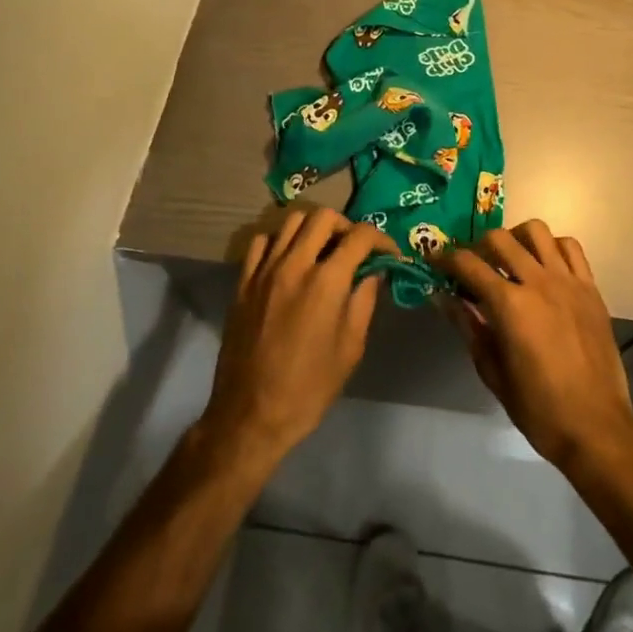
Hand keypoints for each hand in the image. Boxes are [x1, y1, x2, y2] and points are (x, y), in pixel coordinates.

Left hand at [200, 207, 399, 465]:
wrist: (251, 415)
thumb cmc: (309, 388)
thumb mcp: (350, 348)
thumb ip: (364, 302)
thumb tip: (373, 273)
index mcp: (326, 282)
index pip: (360, 236)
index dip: (381, 240)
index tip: (388, 254)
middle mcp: (294, 264)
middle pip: (324, 216)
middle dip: (346, 226)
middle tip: (354, 249)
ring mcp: (265, 270)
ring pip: (292, 221)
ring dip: (313, 228)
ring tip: (323, 250)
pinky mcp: (243, 282)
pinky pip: (262, 241)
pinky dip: (280, 241)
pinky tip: (289, 261)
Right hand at [439, 221, 632, 473]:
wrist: (596, 428)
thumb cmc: (538, 408)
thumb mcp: (493, 372)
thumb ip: (469, 327)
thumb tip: (444, 298)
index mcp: (510, 305)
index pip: (468, 265)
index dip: (445, 259)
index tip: (435, 261)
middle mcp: (538, 282)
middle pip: (500, 238)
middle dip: (478, 246)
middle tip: (473, 266)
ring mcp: (568, 281)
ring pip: (537, 231)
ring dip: (516, 238)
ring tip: (510, 260)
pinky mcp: (591, 288)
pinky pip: (570, 248)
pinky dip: (552, 248)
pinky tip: (544, 267)